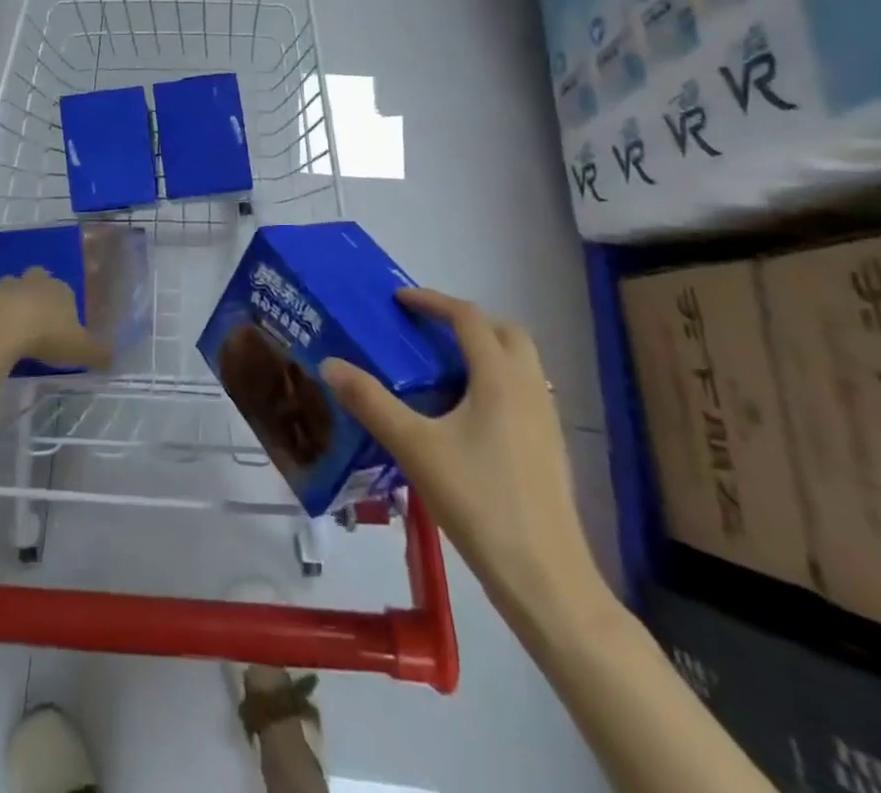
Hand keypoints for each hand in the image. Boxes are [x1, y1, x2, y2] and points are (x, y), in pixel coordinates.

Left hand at [0, 268, 112, 372]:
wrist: (1, 326)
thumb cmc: (48, 334)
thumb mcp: (81, 349)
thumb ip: (98, 353)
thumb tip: (113, 359)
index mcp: (61, 289)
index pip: (67, 291)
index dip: (65, 308)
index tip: (63, 328)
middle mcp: (35, 281)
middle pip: (38, 283)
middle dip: (38, 298)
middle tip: (38, 323)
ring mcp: (6, 286)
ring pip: (12, 292)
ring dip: (13, 306)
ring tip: (14, 332)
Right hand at [322, 289, 608, 628]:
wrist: (546, 579)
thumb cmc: (479, 502)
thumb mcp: (415, 448)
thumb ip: (371, 402)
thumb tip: (330, 364)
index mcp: (499, 378)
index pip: (468, 317)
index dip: (432, 302)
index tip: (398, 300)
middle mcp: (528, 388)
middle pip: (504, 332)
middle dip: (465, 321)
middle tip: (426, 331)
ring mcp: (546, 420)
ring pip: (519, 362)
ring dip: (484, 350)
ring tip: (441, 369)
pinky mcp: (550, 448)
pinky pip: (523, 392)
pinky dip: (495, 381)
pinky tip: (466, 416)